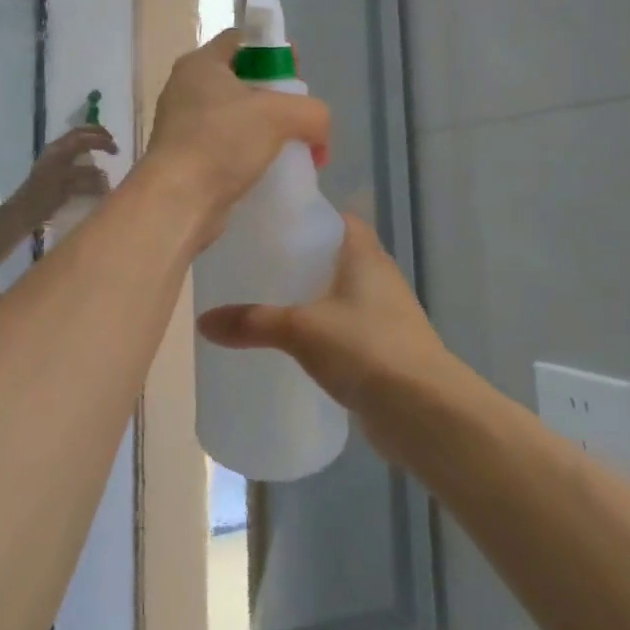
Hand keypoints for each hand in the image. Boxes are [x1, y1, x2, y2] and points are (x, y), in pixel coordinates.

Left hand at [15, 124, 117, 217]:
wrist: (23, 212)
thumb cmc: (44, 197)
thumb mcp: (68, 186)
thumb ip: (88, 179)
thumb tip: (105, 177)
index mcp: (59, 150)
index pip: (83, 137)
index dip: (101, 140)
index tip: (116, 150)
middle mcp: (56, 151)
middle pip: (79, 136)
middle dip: (97, 136)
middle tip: (113, 143)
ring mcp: (53, 160)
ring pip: (75, 145)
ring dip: (90, 144)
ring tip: (104, 152)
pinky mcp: (53, 172)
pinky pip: (72, 157)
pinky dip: (84, 157)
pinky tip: (91, 168)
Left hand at [143, 30, 330, 238]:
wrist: (178, 201)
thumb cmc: (222, 142)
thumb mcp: (281, 115)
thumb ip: (312, 113)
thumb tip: (319, 135)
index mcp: (200, 64)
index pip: (242, 39)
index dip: (274, 49)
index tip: (298, 73)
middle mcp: (187, 89)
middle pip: (243, 79)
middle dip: (276, 96)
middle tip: (300, 115)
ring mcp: (183, 125)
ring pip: (236, 117)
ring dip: (265, 130)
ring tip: (292, 147)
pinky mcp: (187, 159)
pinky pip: (227, 147)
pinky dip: (250, 155)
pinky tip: (272, 170)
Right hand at [197, 215, 457, 464]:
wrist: (426, 413)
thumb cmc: (366, 348)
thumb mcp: (301, 329)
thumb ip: (252, 322)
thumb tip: (203, 322)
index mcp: (364, 254)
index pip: (336, 218)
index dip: (306, 216)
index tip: (269, 223)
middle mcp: (379, 277)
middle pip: (334, 256)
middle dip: (300, 259)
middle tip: (256, 264)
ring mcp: (385, 315)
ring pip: (340, 295)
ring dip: (312, 298)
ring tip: (267, 303)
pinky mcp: (385, 351)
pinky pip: (346, 330)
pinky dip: (323, 332)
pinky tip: (295, 347)